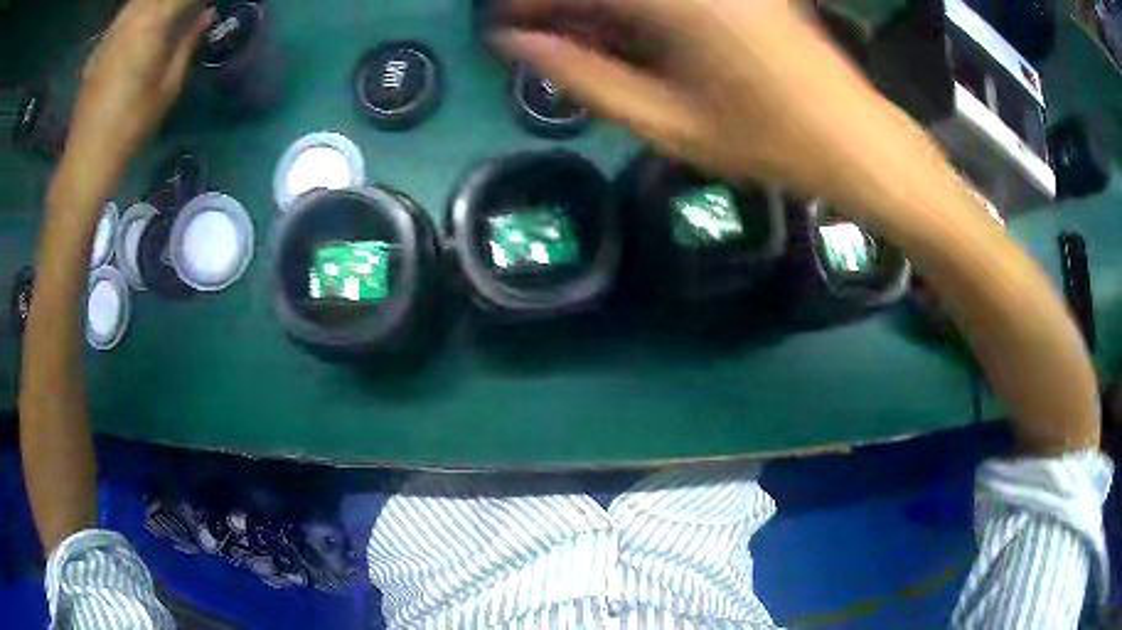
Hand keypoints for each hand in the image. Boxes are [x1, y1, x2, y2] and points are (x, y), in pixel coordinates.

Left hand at [63, 0, 212, 199]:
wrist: (87, 158)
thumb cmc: (131, 126)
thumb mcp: (168, 88)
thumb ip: (187, 44)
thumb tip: (205, 15)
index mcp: (151, 25)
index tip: (207, 3)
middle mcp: (131, 19)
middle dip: (175, 0)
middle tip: (188, 7)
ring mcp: (111, 32)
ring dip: (154, 2)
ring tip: (167, 11)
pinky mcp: (99, 47)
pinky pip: (123, 13)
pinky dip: (137, 9)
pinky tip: (142, 19)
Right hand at [492, 0, 897, 194]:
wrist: (852, 136)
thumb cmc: (764, 140)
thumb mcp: (664, 123)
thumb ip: (584, 78)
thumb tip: (520, 46)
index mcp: (673, 2)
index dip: (529, 3)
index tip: (504, 27)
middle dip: (563, 5)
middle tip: (544, 34)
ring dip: (599, 9)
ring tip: (585, 38)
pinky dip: (636, 11)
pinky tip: (631, 31)